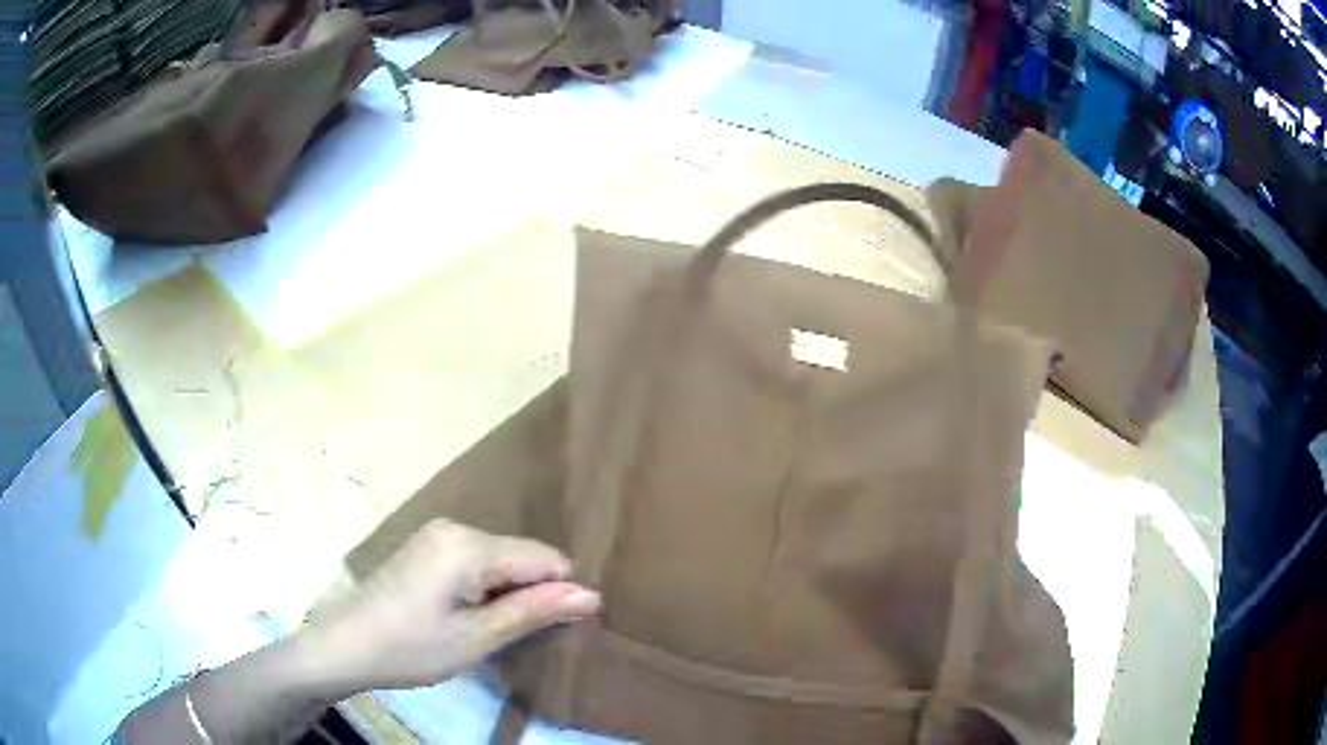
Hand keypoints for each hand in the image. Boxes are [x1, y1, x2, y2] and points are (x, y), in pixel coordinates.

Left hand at [304, 519, 600, 690]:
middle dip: (532, 592)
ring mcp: (438, 534)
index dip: (559, 594)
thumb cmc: (410, 648)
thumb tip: (592, 595)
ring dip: (508, 592)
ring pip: (500, 558)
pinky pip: (477, 559)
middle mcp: (456, 527)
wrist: (344, 645)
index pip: (544, 558)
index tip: (555, 632)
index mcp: (468, 545)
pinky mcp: (427, 546)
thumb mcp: (476, 638)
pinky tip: (469, 616)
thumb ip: (532, 612)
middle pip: (521, 555)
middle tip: (517, 637)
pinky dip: (486, 587)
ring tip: (493, 631)